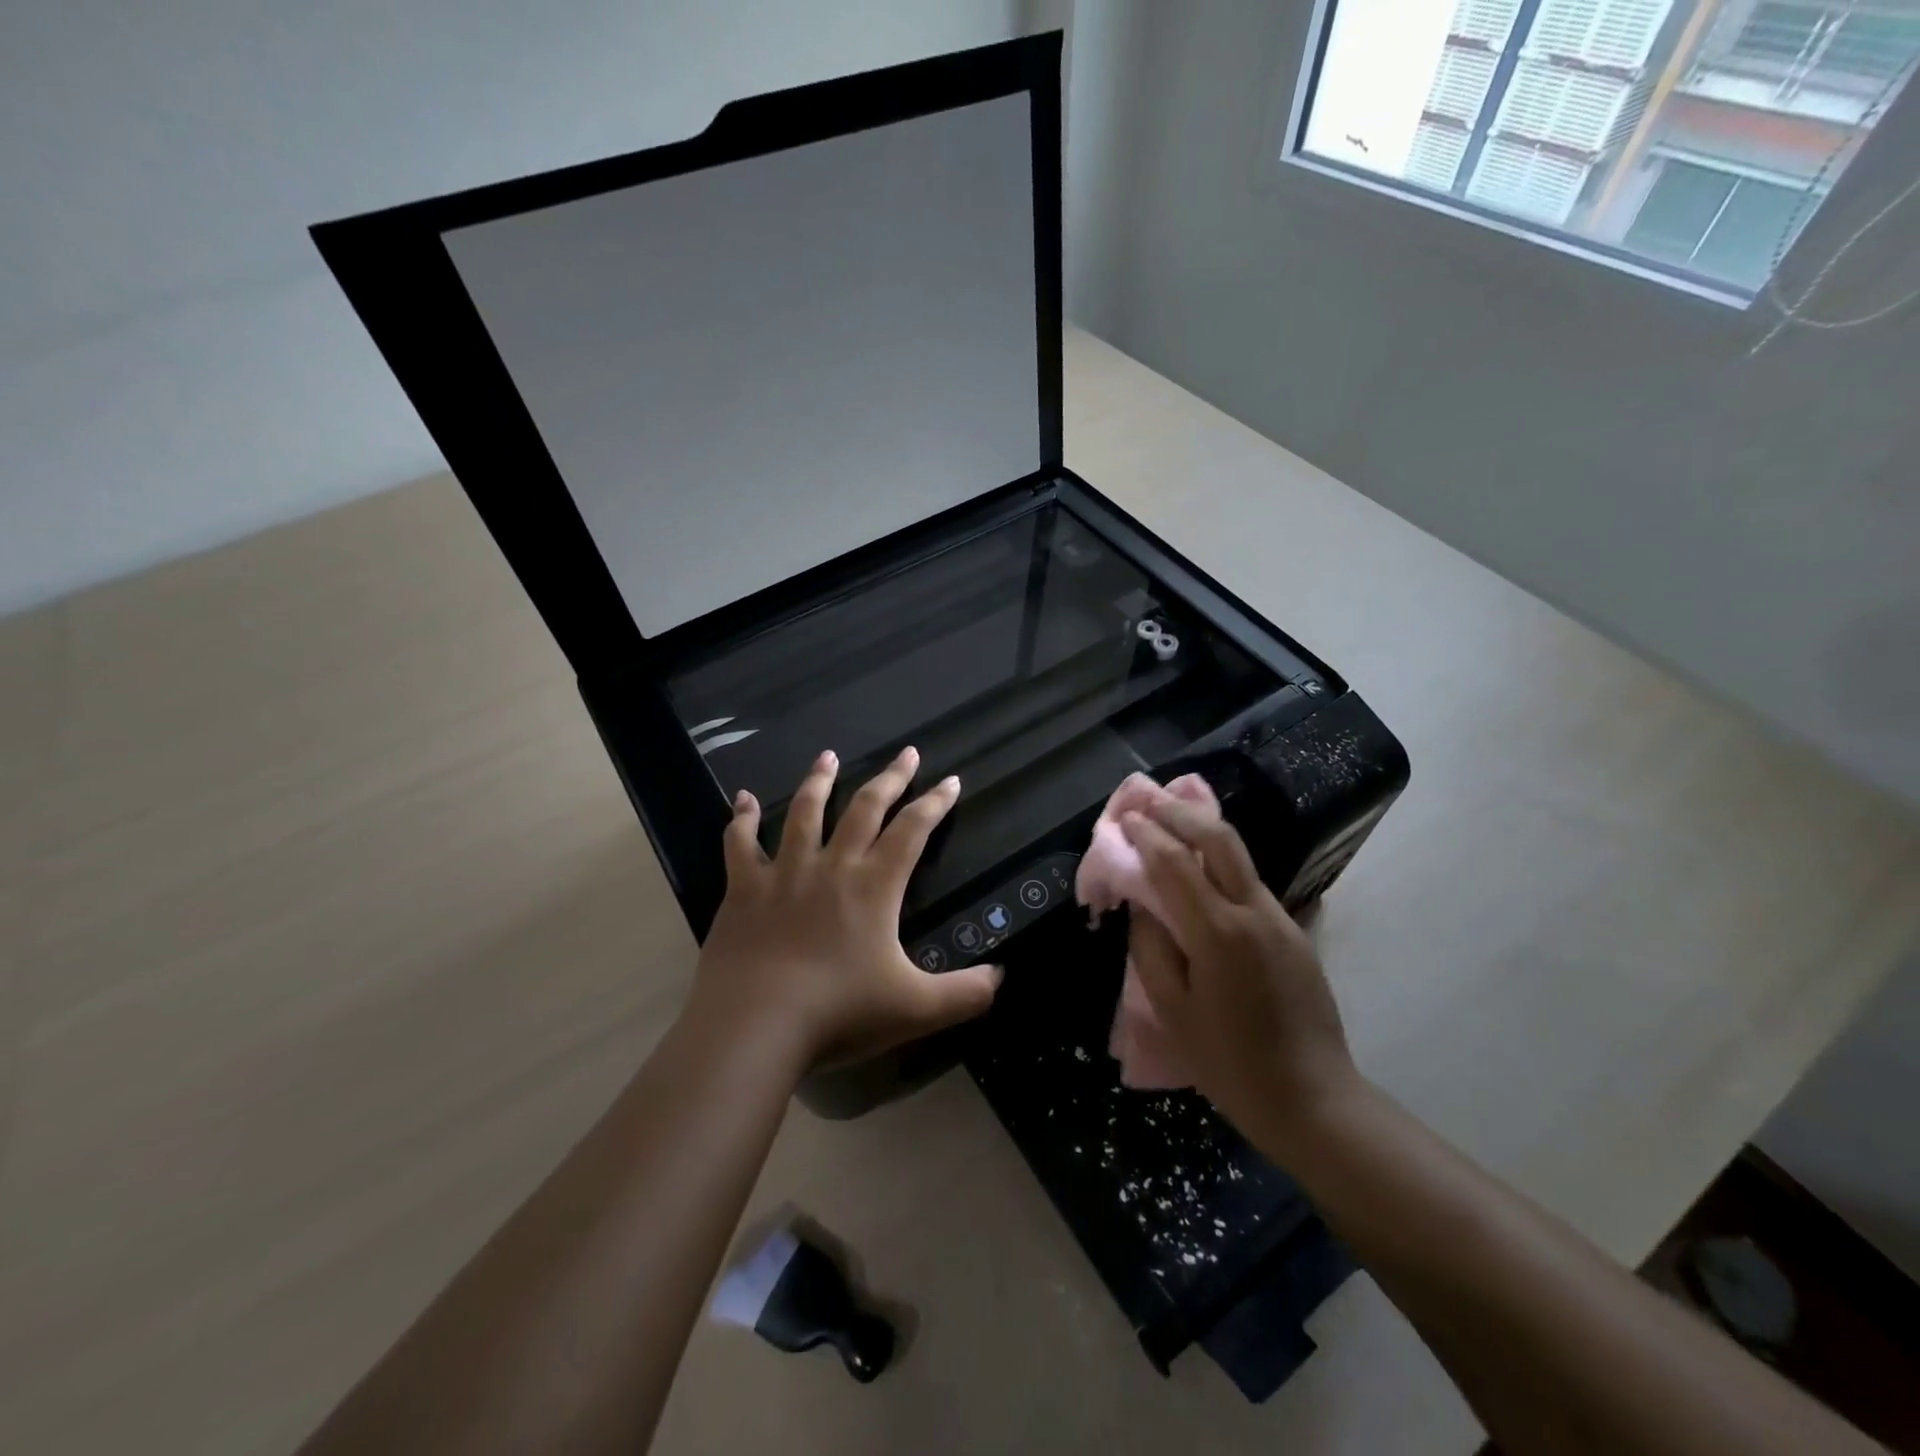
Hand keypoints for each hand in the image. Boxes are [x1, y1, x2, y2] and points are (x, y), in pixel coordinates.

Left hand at [684, 746, 1001, 1072]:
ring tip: (828, 756)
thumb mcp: (915, 1009)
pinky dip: (742, 818)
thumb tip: (1001, 977)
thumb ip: (965, 994)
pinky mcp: (743, 889)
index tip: (949, 780)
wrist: (755, 1026)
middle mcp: (832, 867)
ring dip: (819, 781)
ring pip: (804, 813)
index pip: (913, 831)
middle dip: (890, 778)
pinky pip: (741, 844)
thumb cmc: (839, 1013)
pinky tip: (743, 798)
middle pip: (865, 808)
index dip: (935, 804)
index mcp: (875, 887)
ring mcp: (784, 873)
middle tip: (906, 752)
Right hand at [1120, 797, 1360, 1148]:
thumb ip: (1151, 948)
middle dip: (1179, 811)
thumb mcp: (1172, 1011)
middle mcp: (1253, 912)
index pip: (1174, 863)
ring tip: (1171, 816)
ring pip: (1239, 854)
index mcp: (1217, 933)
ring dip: (1202, 828)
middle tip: (1147, 798)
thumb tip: (1142, 905)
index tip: (1124, 817)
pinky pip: (1249, 881)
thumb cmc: (1229, 1063)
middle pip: (1217, 839)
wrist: (1313, 1098)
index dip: (1146, 834)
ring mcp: (1280, 918)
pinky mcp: (1294, 931)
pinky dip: (1219, 859)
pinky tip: (1200, 863)